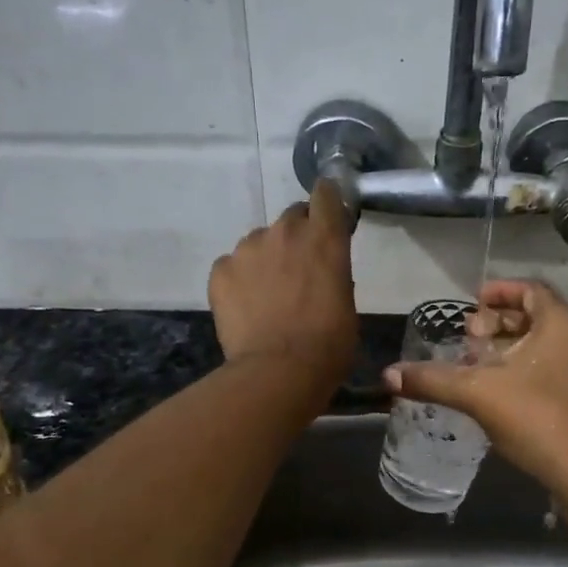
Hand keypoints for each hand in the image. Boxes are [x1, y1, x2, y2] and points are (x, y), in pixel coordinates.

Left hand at [209, 180, 357, 389]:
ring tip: (268, 295)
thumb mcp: (346, 306)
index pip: (326, 195)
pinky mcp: (220, 270)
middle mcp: (285, 232)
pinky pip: (232, 266)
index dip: (327, 200)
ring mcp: (247, 248)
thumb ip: (335, 276)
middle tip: (299, 269)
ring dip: (266, 259)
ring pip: (259, 242)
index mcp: (324, 239)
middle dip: (297, 236)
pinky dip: (240, 280)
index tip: (327, 212)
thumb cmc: (328, 345)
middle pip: (291, 218)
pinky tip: (246, 307)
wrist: (278, 371)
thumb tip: (324, 274)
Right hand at [384, 279, 567, 490]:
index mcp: (561, 324)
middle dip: (501, 323)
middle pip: (538, 317)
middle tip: (470, 336)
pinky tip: (504, 394)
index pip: (531, 290)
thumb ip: (433, 380)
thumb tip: (388, 375)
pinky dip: (529, 369)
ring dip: (513, 348)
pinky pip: (557, 369)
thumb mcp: (477, 394)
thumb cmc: (538, 418)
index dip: (500, 292)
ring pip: (548, 345)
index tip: (473, 302)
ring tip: (481, 365)